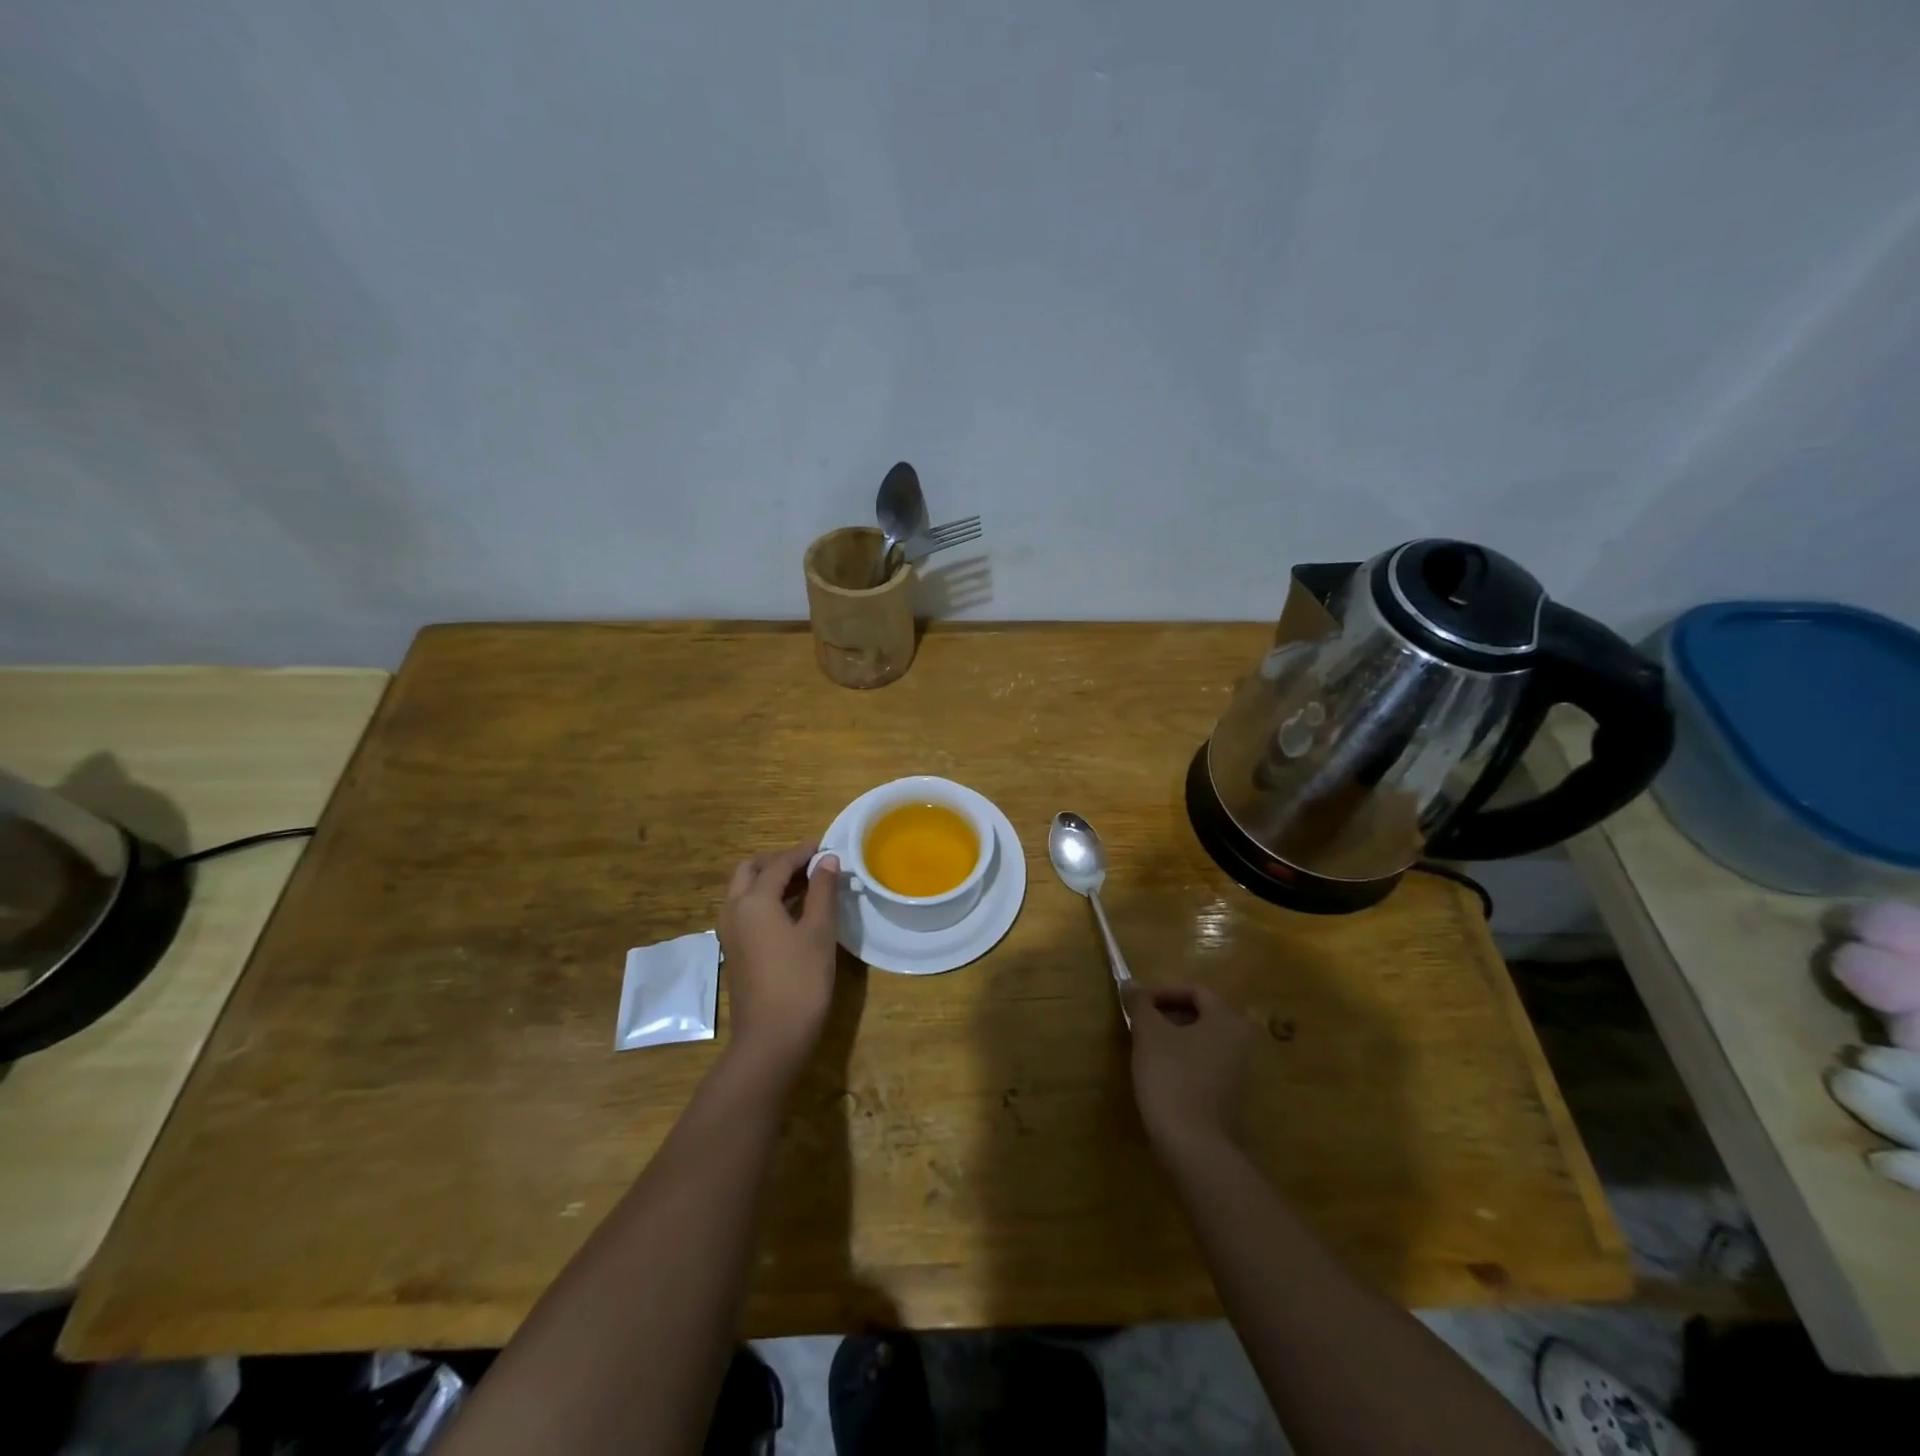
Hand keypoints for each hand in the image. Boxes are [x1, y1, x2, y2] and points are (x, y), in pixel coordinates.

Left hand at [718, 845, 840, 1079]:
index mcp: (753, 900)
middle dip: (778, 861)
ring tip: (805, 885)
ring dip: (769, 880)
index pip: (779, 863)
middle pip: (751, 870)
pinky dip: (764, 899)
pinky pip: (744, 910)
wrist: (771, 1038)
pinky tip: (792, 911)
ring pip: (743, 890)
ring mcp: (729, 932)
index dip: (803, 852)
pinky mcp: (734, 950)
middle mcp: (734, 910)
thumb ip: (822, 891)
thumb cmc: (800, 980)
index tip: (826, 848)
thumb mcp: (818, 932)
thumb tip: (827, 860)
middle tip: (810, 864)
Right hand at [1123, 983, 1255, 1154]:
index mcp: (1226, 1021)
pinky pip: (1205, 1066)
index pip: (1195, 991)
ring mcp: (1239, 1073)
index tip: (1137, 1003)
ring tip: (1145, 1048)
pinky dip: (1184, 1062)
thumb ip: (1140, 1003)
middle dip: (1168, 1015)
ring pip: (1202, 1042)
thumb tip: (1130, 984)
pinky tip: (1161, 1075)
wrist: (1194, 1146)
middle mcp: (1240, 1043)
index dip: (1163, 991)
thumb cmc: (1171, 1077)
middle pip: (1201, 1016)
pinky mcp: (1231, 1098)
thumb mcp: (1148, 1033)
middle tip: (1139, 1023)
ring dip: (1174, 1039)